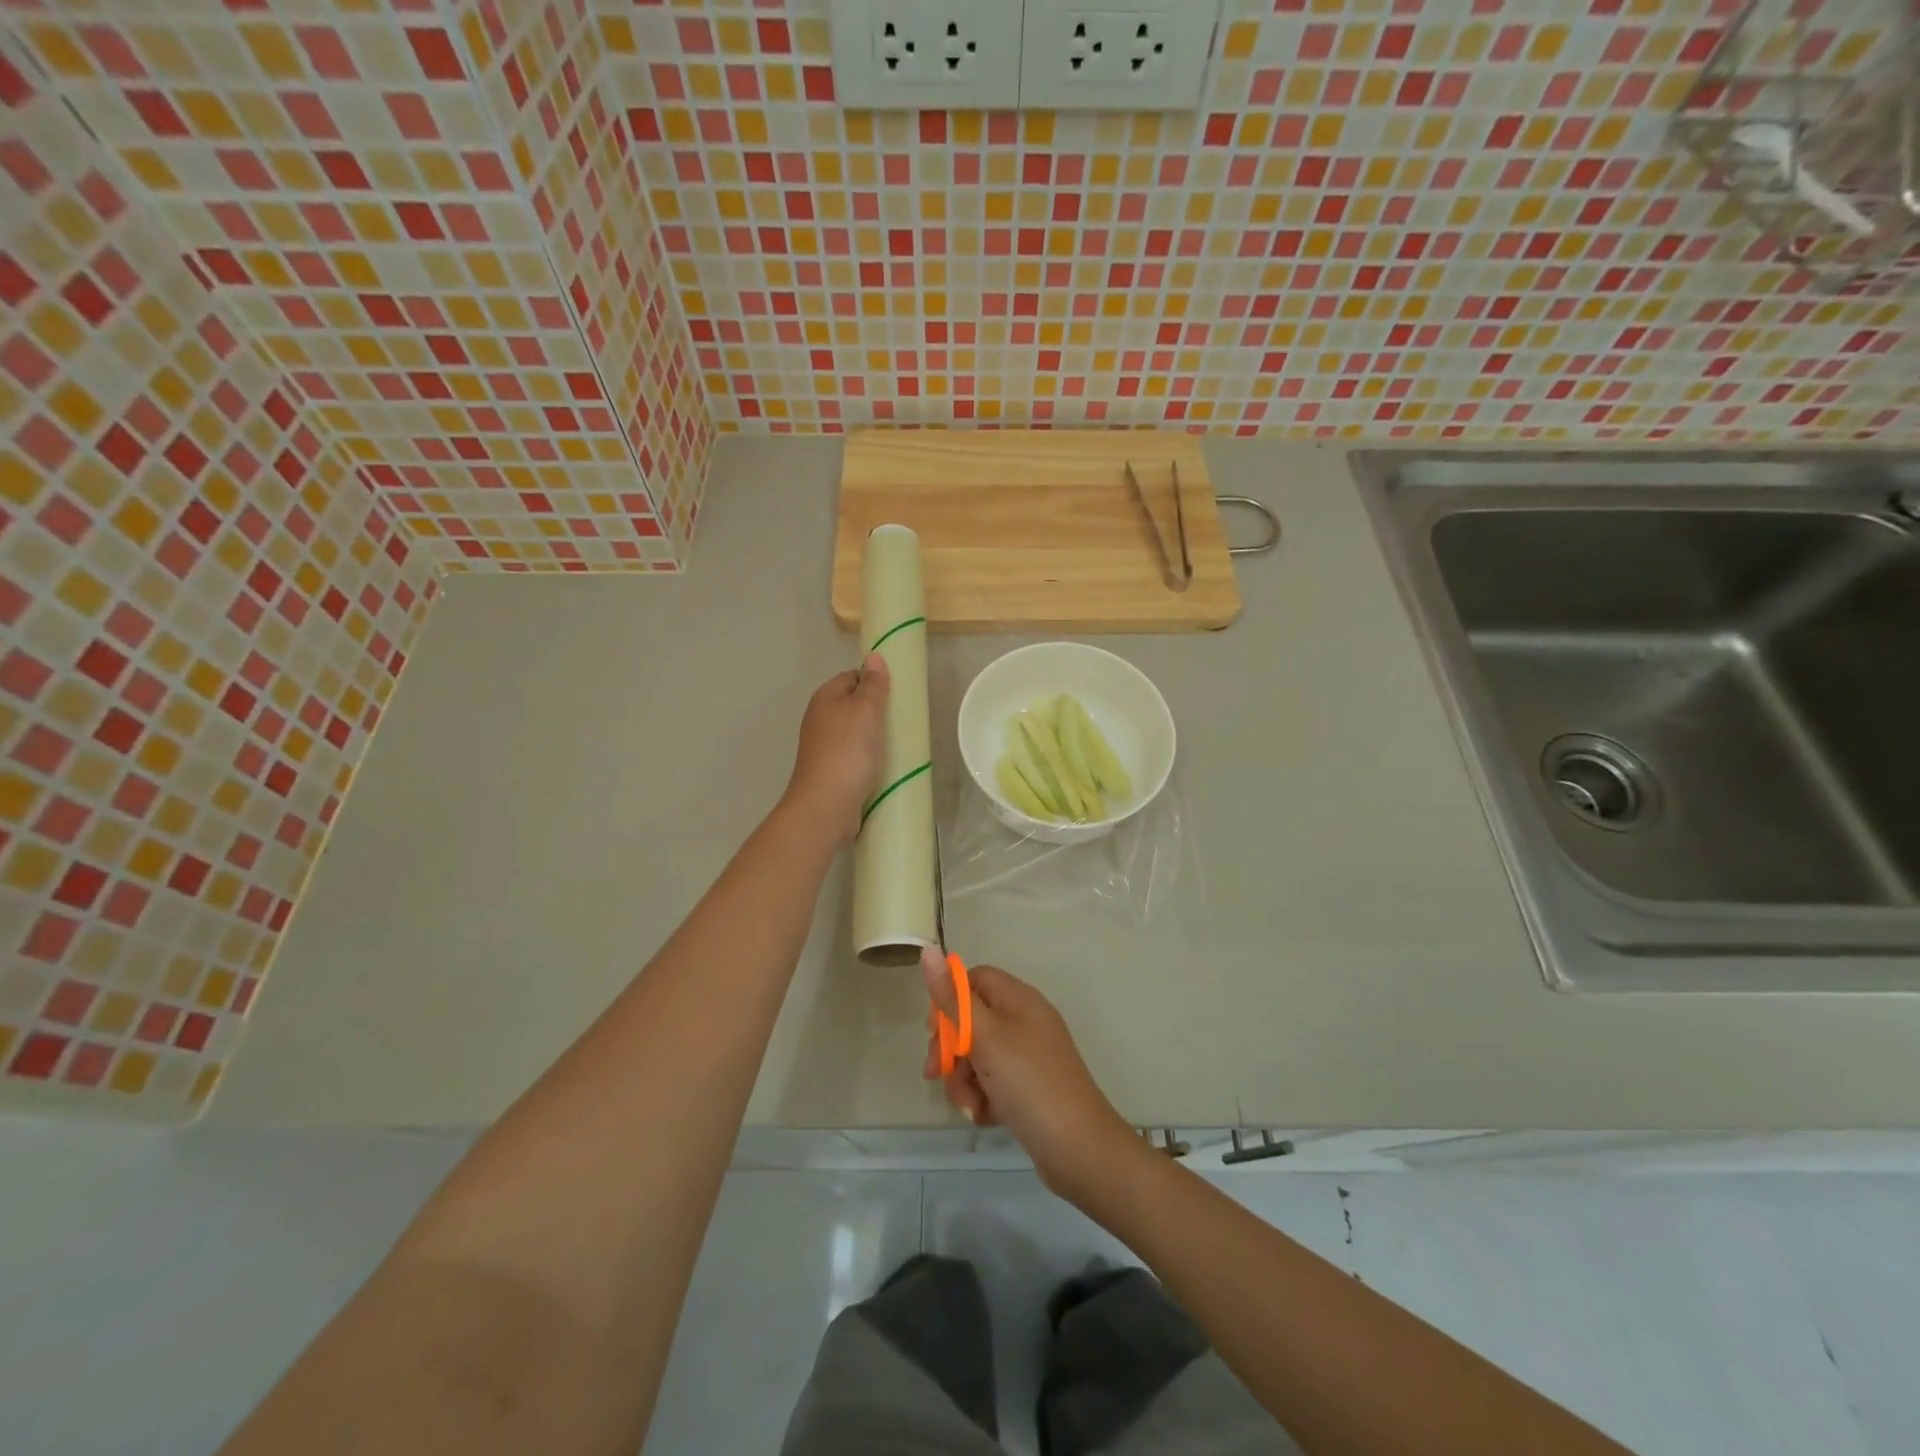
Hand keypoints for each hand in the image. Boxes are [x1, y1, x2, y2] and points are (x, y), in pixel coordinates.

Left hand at [783, 654, 889, 843]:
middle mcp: (820, 719)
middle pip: (853, 704)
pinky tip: (885, 765)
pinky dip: (869, 757)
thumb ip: (873, 684)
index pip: (851, 676)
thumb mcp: (865, 711)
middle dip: (877, 710)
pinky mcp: (831, 771)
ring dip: (875, 736)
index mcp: (825, 698)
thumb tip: (874, 656)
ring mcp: (824, 747)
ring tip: (899, 742)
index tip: (898, 693)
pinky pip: (854, 755)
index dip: (874, 680)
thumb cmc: (847, 752)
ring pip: (854, 732)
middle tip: (903, 718)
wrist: (826, 805)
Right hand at [920, 950, 1134, 1201]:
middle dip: (951, 1049)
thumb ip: (953, 997)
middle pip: (971, 1020)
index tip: (932, 1030)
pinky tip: (986, 1117)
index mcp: (1018, 999)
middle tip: (937, 1073)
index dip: (949, 999)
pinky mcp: (1028, 1087)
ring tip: (972, 1105)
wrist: (1079, 1149)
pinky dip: (983, 1098)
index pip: (974, 979)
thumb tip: (930, 949)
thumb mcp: (985, 1037)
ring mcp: (1027, 1056)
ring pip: (977, 1056)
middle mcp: (1024, 1021)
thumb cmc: (1029, 1083)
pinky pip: (992, 1082)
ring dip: (964, 1080)